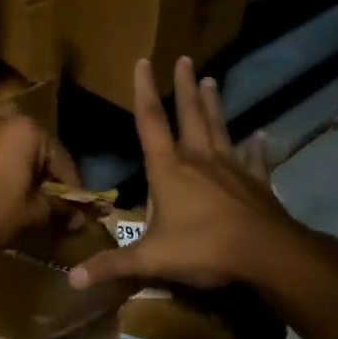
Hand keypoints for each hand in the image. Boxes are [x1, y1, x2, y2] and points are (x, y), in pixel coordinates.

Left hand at [0, 109, 82, 253]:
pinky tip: (1, 195)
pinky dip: (0, 172)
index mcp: (27, 130)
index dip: (72, 190)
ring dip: (22, 174)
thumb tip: (79, 219)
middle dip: (46, 179)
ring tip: (28, 202)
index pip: (62, 162)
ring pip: (12, 154)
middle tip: (54, 207)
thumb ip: (59, 211)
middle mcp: (2, 121)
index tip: (78, 212)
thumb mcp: (33, 214)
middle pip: (36, 153)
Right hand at [69, 57, 298, 291]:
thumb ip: (113, 266)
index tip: (143, 61)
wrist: (265, 254)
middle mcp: (199, 159)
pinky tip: (261, 136)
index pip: (150, 122)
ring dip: (213, 104)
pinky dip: (257, 147)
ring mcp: (232, 167)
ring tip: (211, 80)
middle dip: (183, 87)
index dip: (143, 91)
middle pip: (189, 115)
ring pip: (220, 127)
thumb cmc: (203, 249)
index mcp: (169, 169)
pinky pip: (256, 159)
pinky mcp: (256, 182)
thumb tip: (73, 279)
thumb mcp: (151, 260)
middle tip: (184, 59)